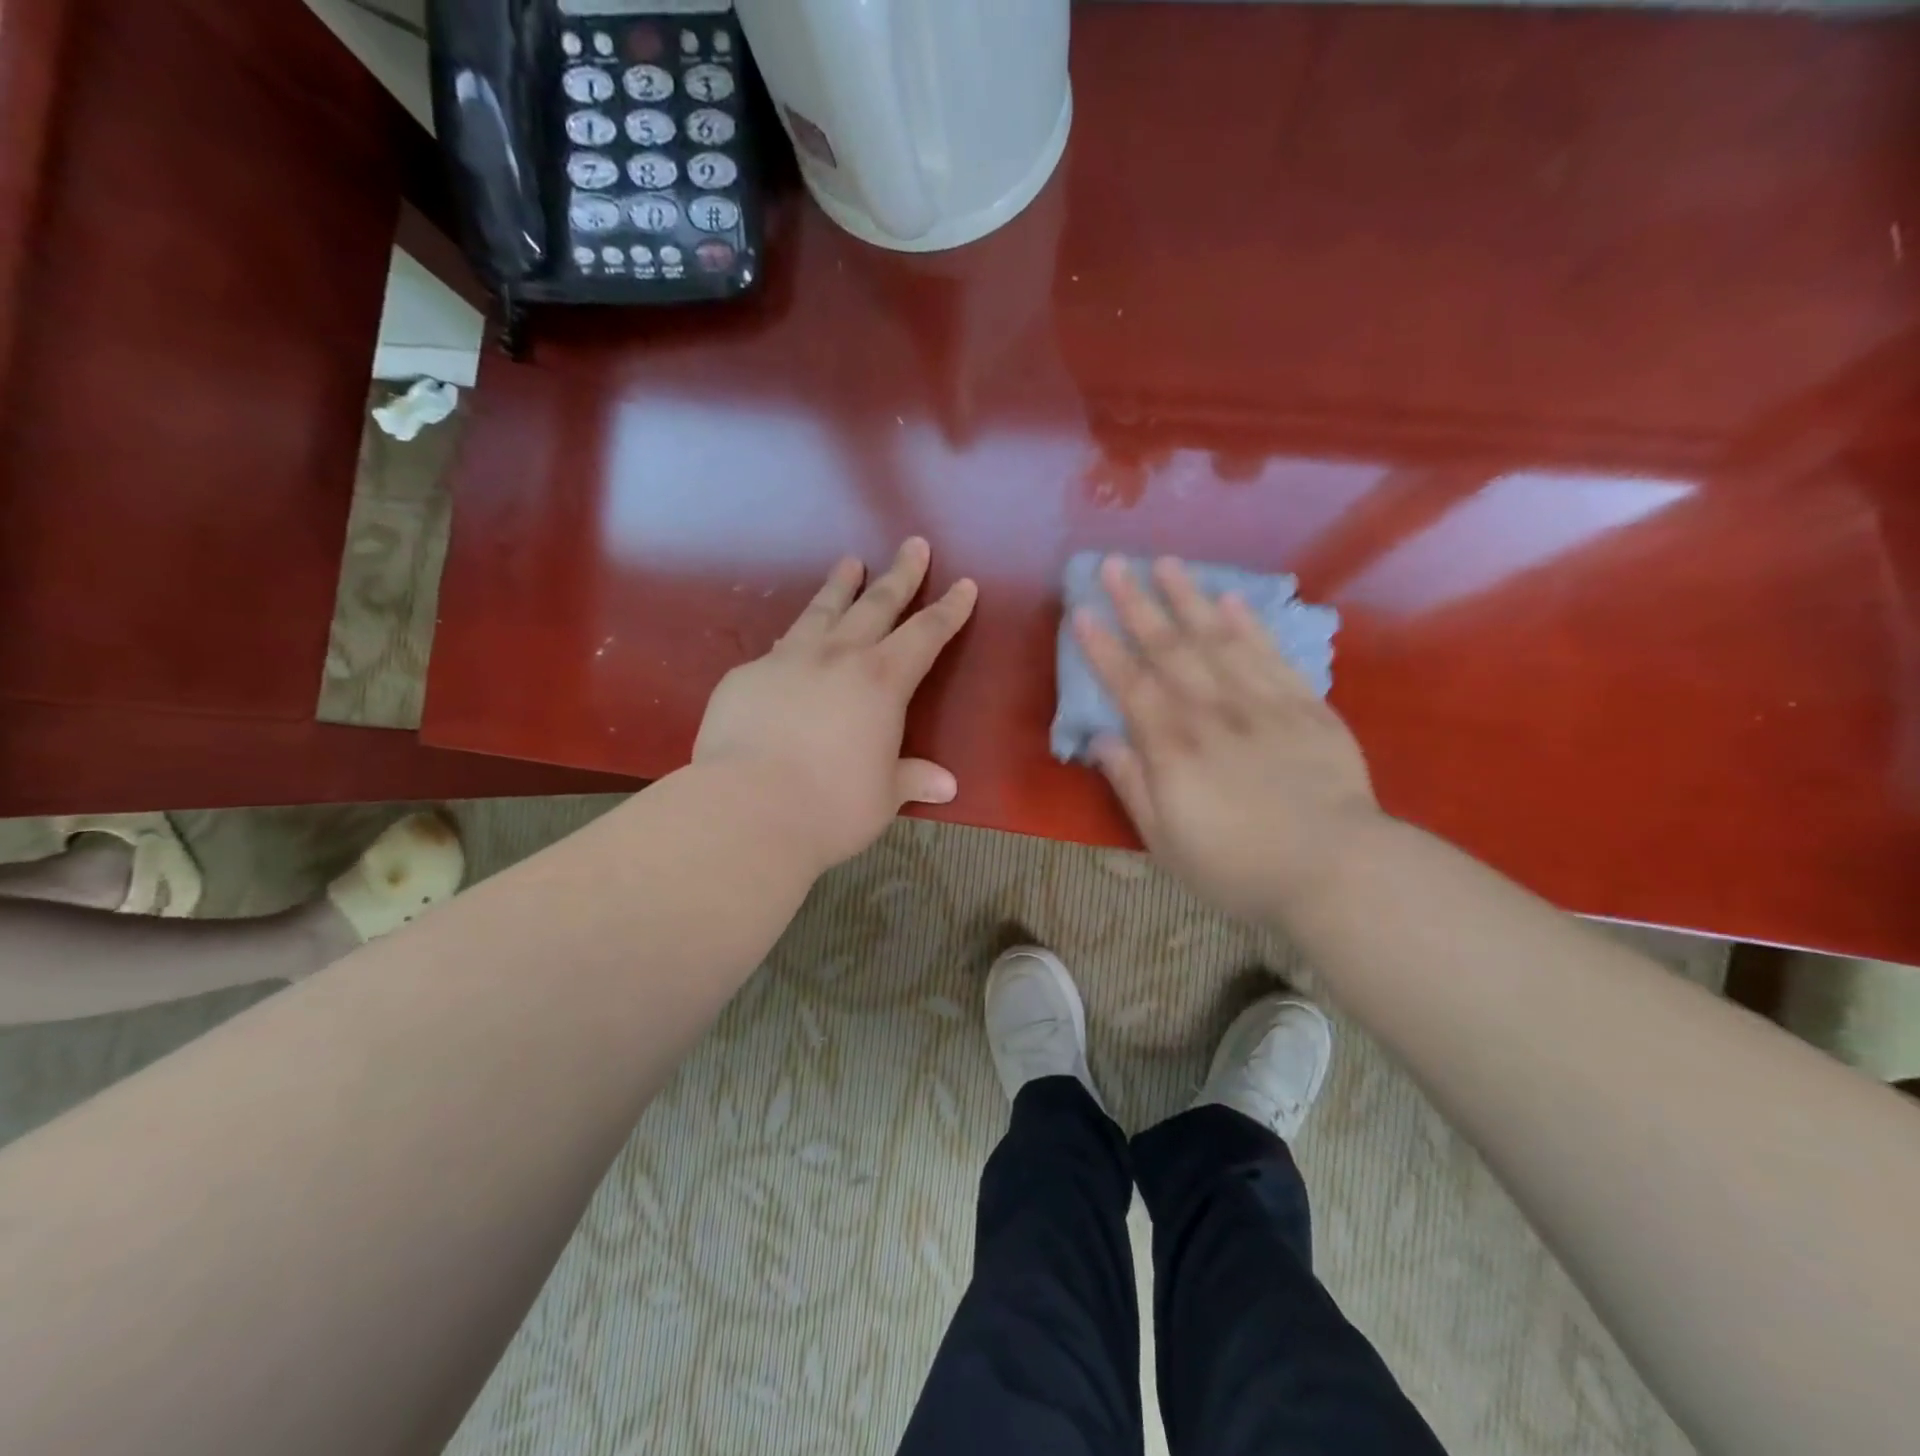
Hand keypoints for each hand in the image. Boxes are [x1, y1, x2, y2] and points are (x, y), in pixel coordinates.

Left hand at [694, 538, 977, 873]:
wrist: (747, 809)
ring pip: (821, 611)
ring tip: (849, 561)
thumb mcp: (883, 796)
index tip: (964, 584)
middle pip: (876, 604)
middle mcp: (837, 657)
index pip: (925, 634)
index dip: (948, 610)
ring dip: (840, 585)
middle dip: (899, 574)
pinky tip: (790, 640)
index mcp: (882, 682)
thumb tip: (946, 785)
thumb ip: (912, 779)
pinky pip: (778, 647)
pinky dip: (794, 638)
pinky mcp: (745, 676)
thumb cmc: (831, 806)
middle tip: (912, 544)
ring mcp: (787, 660)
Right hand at [1075, 556, 1379, 922]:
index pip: (1129, 684)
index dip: (1102, 646)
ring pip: (1217, 638)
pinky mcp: (1304, 705)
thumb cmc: (1238, 866)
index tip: (1081, 611)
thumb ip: (1131, 785)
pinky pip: (1271, 654)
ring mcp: (1261, 702)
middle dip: (1137, 604)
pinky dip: (1249, 624)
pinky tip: (1231, 600)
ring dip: (1188, 598)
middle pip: (1168, 648)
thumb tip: (1102, 738)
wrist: (1336, 870)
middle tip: (1114, 565)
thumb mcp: (1166, 841)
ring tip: (1166, 563)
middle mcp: (1211, 711)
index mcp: (1172, 746)